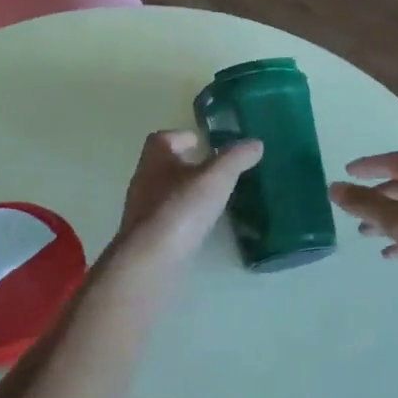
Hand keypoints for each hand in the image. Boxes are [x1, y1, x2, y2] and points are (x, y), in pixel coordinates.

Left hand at [110, 130, 261, 271]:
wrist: (150, 261)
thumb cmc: (181, 209)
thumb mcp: (216, 177)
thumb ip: (236, 158)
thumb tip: (255, 143)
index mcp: (155, 158)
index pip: (163, 138)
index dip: (183, 136)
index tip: (202, 142)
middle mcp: (144, 180)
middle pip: (163, 165)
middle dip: (186, 165)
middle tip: (214, 170)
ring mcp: (142, 211)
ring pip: (164, 193)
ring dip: (185, 192)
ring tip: (212, 198)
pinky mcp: (147, 238)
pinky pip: (166, 220)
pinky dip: (182, 218)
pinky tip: (200, 226)